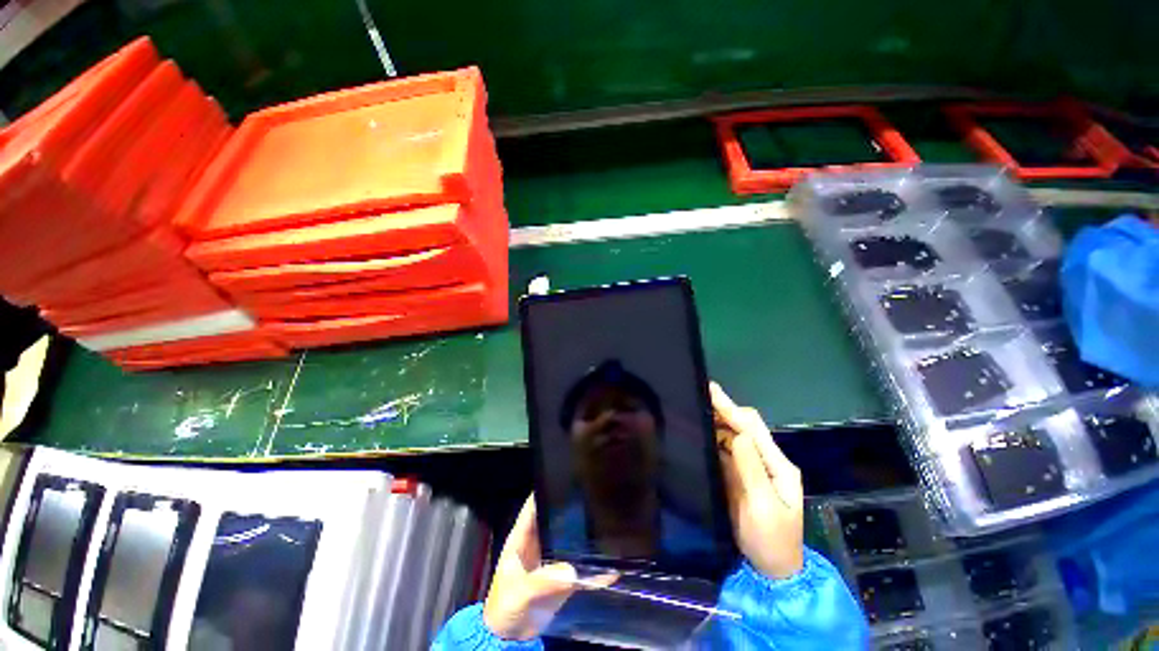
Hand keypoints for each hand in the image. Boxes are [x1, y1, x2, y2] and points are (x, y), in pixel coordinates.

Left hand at [483, 496, 612, 639]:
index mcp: (522, 539)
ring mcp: (552, 560)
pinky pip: (582, 570)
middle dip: (571, 509)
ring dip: (584, 534)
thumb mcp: (520, 593)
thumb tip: (572, 570)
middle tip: (593, 495)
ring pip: (570, 540)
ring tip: (606, 520)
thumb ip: (543, 581)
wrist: (511, 640)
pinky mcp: (563, 578)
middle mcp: (539, 544)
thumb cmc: (506, 609)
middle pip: (555, 520)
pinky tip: (613, 564)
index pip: (533, 507)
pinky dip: (595, 568)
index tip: (564, 477)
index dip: (545, 490)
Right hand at [711, 382, 804, 579]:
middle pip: (745, 426)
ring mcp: (754, 468)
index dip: (730, 408)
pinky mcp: (740, 476)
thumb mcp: (764, 507)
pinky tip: (702, 432)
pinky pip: (726, 450)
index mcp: (778, 465)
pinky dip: (714, 438)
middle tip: (698, 395)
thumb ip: (752, 469)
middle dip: (723, 409)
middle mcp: (767, 460)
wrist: (772, 570)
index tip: (710, 390)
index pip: (752, 428)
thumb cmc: (771, 540)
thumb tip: (738, 435)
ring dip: (717, 421)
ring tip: (696, 409)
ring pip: (734, 436)